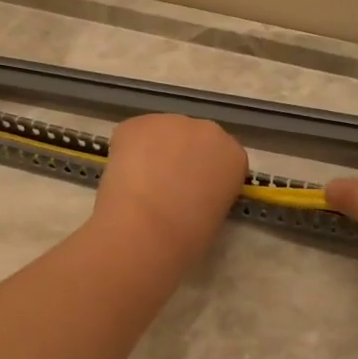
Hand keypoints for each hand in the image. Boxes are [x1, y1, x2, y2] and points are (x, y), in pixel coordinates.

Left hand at [91, 114, 246, 265]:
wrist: (147, 228)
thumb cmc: (188, 236)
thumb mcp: (215, 217)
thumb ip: (210, 194)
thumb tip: (191, 195)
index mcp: (234, 156)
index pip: (224, 159)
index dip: (206, 176)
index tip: (194, 194)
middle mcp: (208, 130)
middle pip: (195, 140)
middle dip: (182, 158)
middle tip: (166, 188)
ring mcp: (171, 122)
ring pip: (162, 135)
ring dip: (154, 153)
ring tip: (141, 185)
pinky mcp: (137, 123)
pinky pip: (133, 135)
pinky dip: (127, 152)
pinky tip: (123, 176)